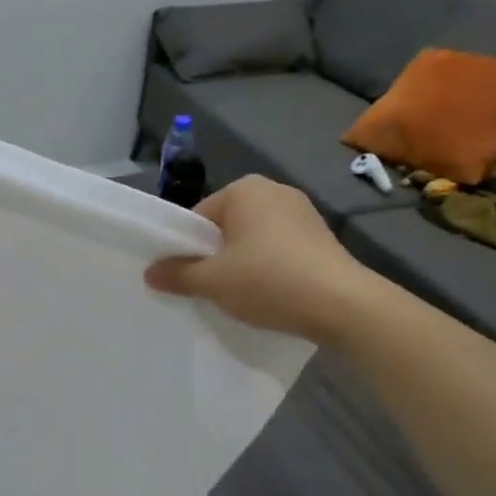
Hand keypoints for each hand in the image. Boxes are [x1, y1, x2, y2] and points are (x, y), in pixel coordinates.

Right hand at [144, 176, 389, 343]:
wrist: (345, 306)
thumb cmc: (269, 281)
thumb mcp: (213, 282)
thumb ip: (177, 274)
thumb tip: (150, 273)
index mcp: (244, 189)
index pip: (199, 217)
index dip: (187, 248)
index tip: (186, 276)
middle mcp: (274, 190)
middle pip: (226, 226)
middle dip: (216, 254)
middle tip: (210, 288)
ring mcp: (303, 212)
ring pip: (254, 238)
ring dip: (243, 262)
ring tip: (240, 295)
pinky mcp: (323, 236)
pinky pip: (280, 249)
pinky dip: (270, 267)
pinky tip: (271, 294)